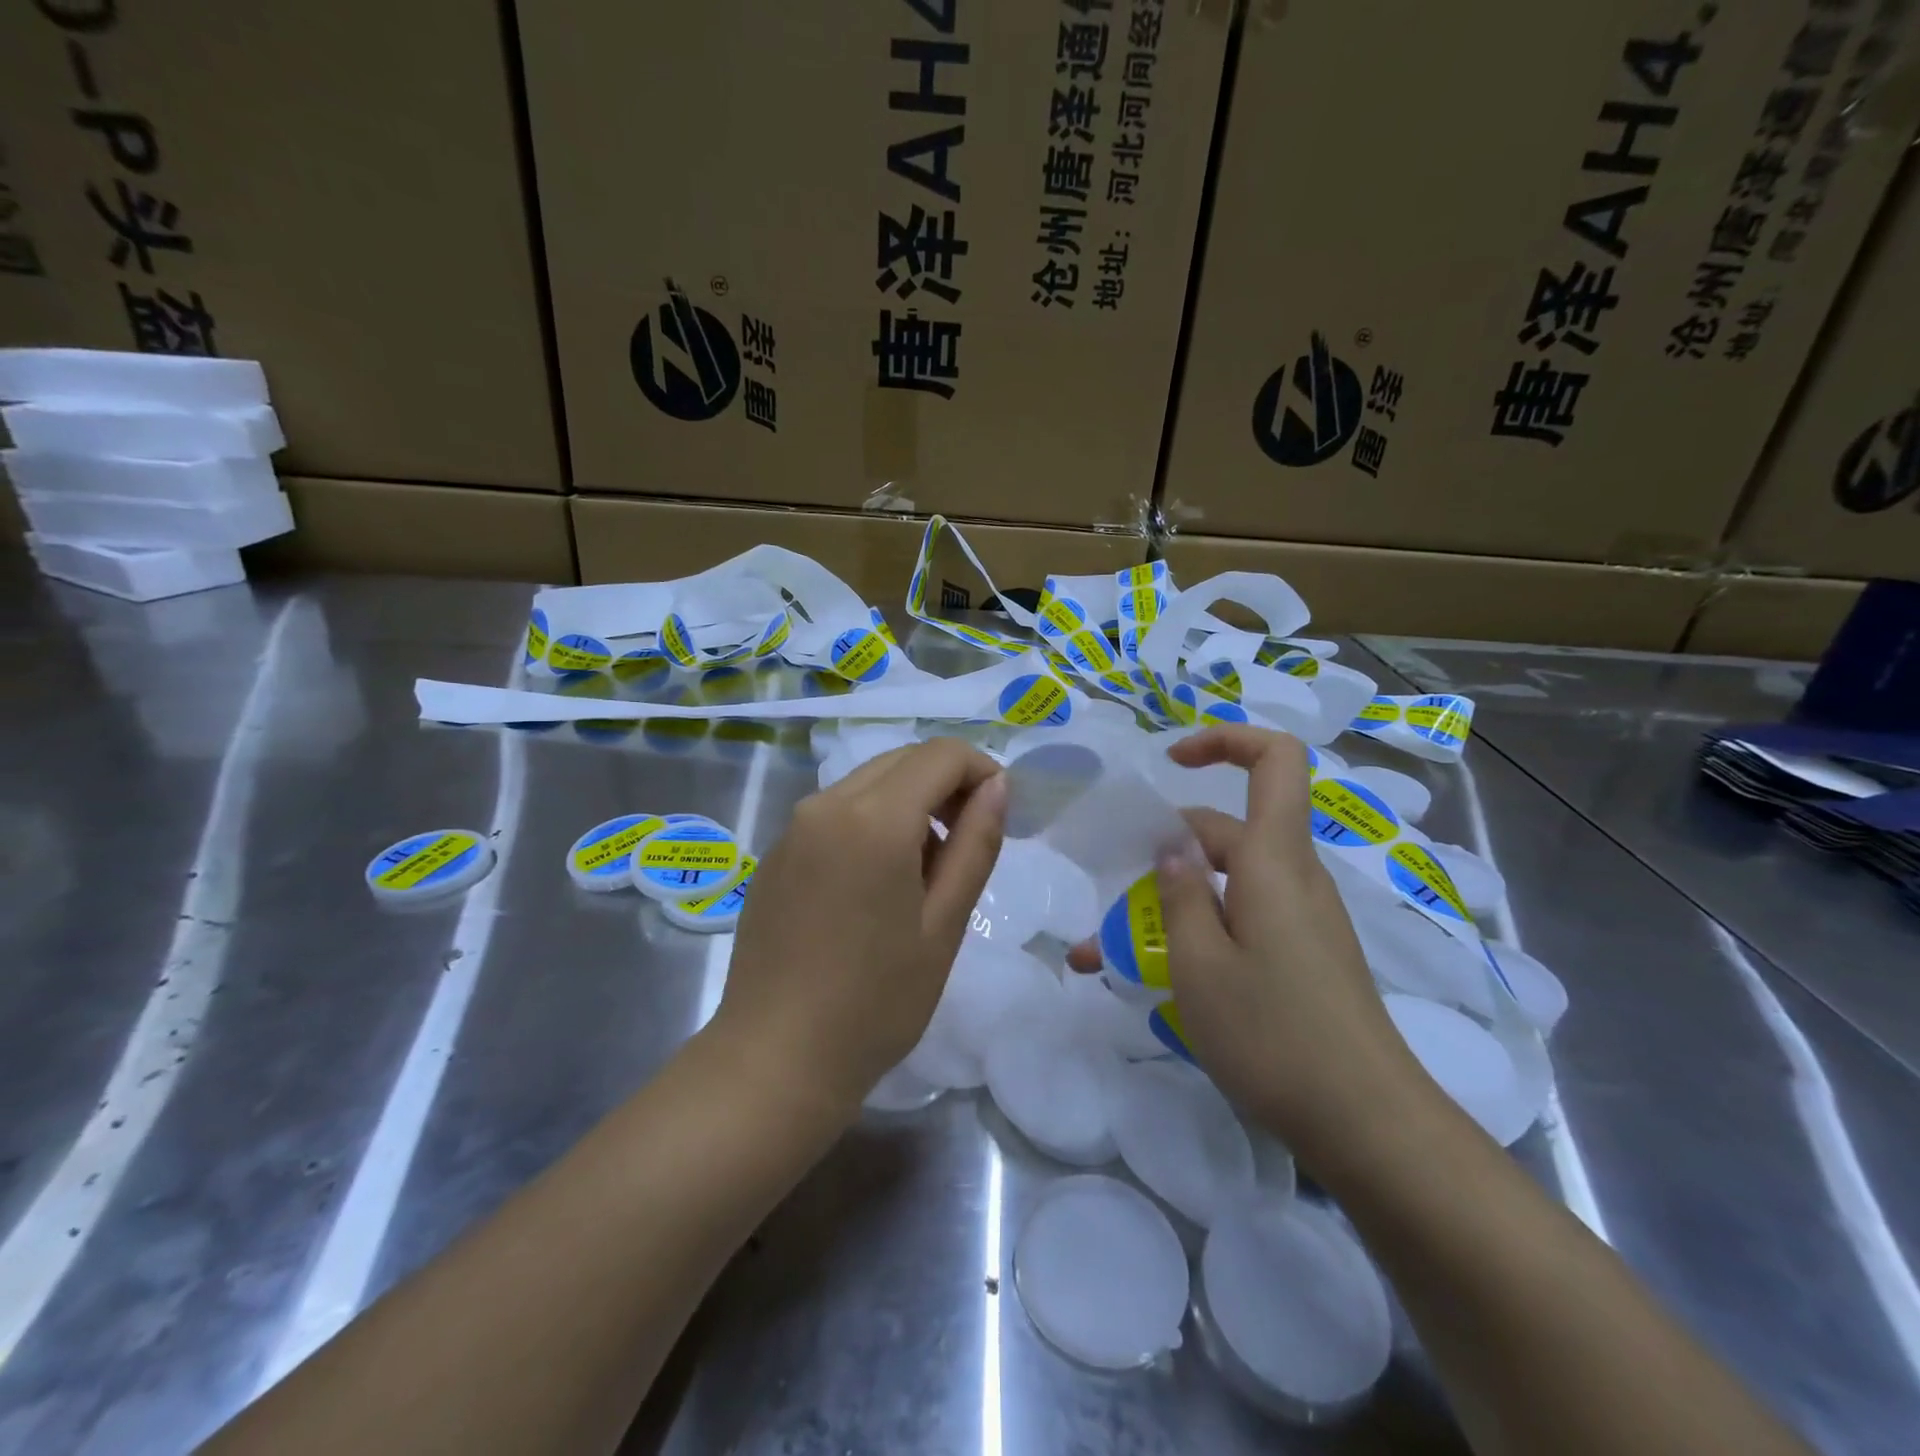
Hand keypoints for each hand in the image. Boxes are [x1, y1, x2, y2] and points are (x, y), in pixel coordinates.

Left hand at [713, 737, 1006, 1116]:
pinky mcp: (775, 854)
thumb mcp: (943, 924)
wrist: (775, 1060)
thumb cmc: (876, 1001)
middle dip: (946, 784)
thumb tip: (997, 785)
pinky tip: (875, 885)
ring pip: (867, 783)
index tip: (999, 813)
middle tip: (968, 842)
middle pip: (902, 760)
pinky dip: (871, 822)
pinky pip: (835, 813)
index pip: (940, 755)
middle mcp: (826, 804)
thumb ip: (975, 844)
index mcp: (873, 818)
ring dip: (909, 803)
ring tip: (925, 872)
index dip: (981, 770)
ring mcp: (792, 828)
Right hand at [1073, 726, 1422, 1159]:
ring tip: (1111, 951)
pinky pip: (1242, 918)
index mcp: (1274, 860)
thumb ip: (1179, 894)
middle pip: (1228, 830)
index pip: (1275, 759)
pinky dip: (1198, 930)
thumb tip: (1173, 847)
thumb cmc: (1274, 1034)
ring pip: (1228, 882)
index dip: (1226, 740)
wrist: (1367, 1123)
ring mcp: (1302, 918)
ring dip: (1172, 902)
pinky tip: (1160, 976)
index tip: (1171, 760)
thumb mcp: (1200, 963)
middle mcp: (1293, 877)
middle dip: (1164, 852)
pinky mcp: (1303, 954)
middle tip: (1110, 897)